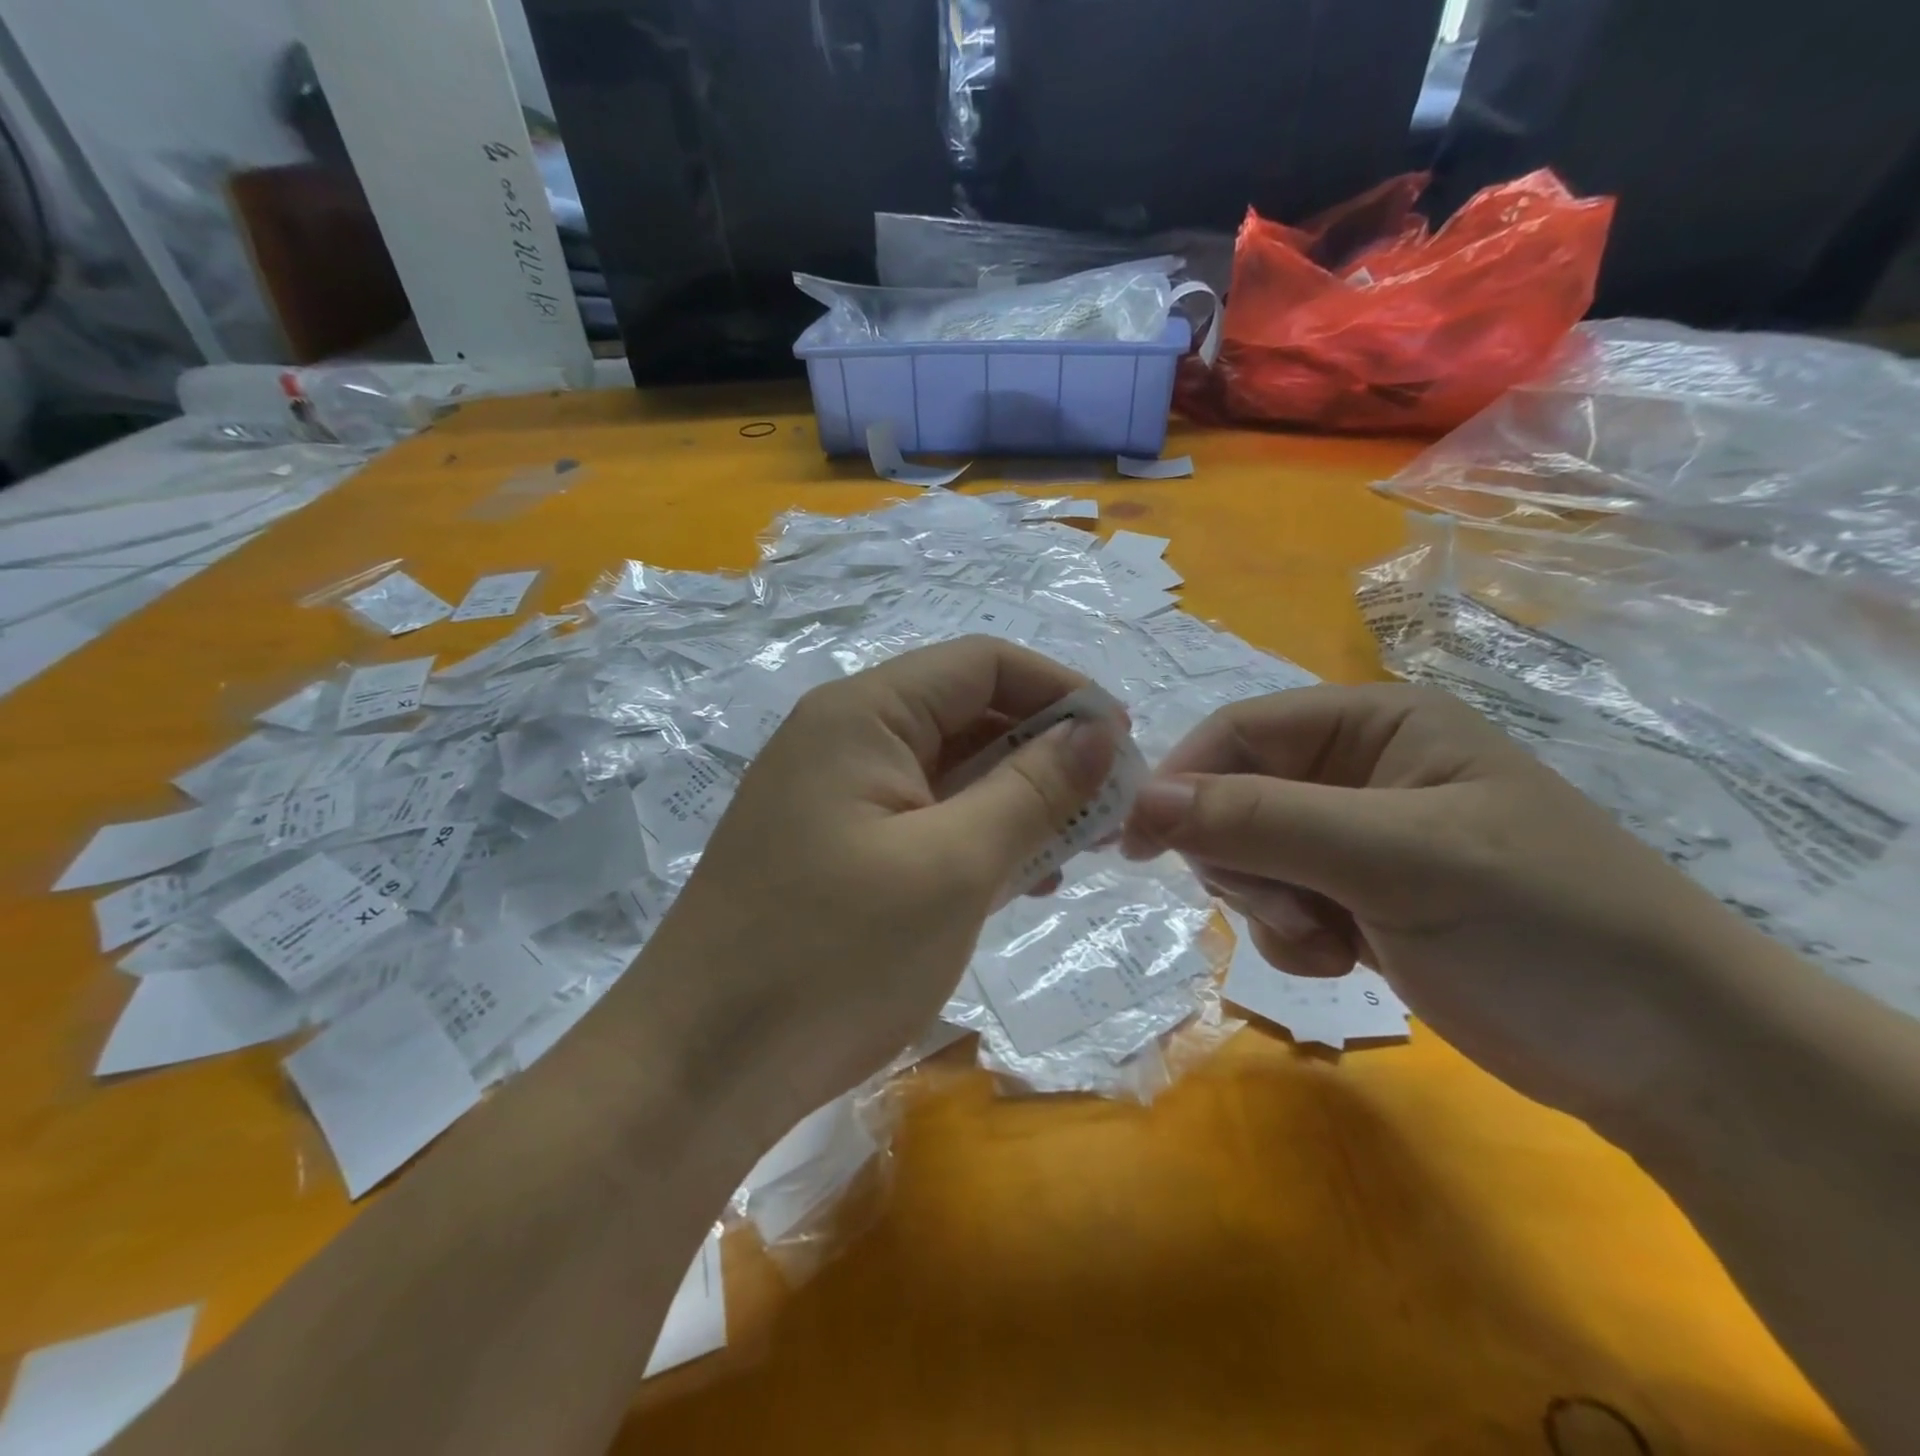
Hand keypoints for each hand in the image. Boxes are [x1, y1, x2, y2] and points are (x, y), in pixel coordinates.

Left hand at [634, 637, 1116, 1127]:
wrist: (698, 1071)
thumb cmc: (832, 958)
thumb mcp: (953, 867)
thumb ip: (1033, 790)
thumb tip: (1098, 732)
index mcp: (864, 714)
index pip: (982, 664)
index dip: (1061, 692)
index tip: (1123, 746)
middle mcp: (843, 738)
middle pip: (966, 715)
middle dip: (1044, 753)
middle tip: (1108, 811)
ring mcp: (833, 796)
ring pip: (948, 772)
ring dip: (1015, 800)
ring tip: (1071, 852)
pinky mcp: (832, 849)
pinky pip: (921, 819)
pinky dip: (974, 837)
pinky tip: (1015, 880)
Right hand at [1121, 683, 1764, 1125]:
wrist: (1672, 1060)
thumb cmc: (1543, 926)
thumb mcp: (1395, 860)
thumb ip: (1261, 820)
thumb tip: (1141, 800)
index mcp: (1375, 724)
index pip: (1240, 731)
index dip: (1182, 779)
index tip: (1135, 842)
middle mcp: (1358, 770)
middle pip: (1234, 796)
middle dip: (1243, 859)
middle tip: (1292, 907)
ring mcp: (1355, 838)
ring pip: (1248, 855)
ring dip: (1268, 905)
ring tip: (1332, 942)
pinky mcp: (1356, 898)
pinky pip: (1276, 902)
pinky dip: (1290, 936)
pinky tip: (1343, 960)